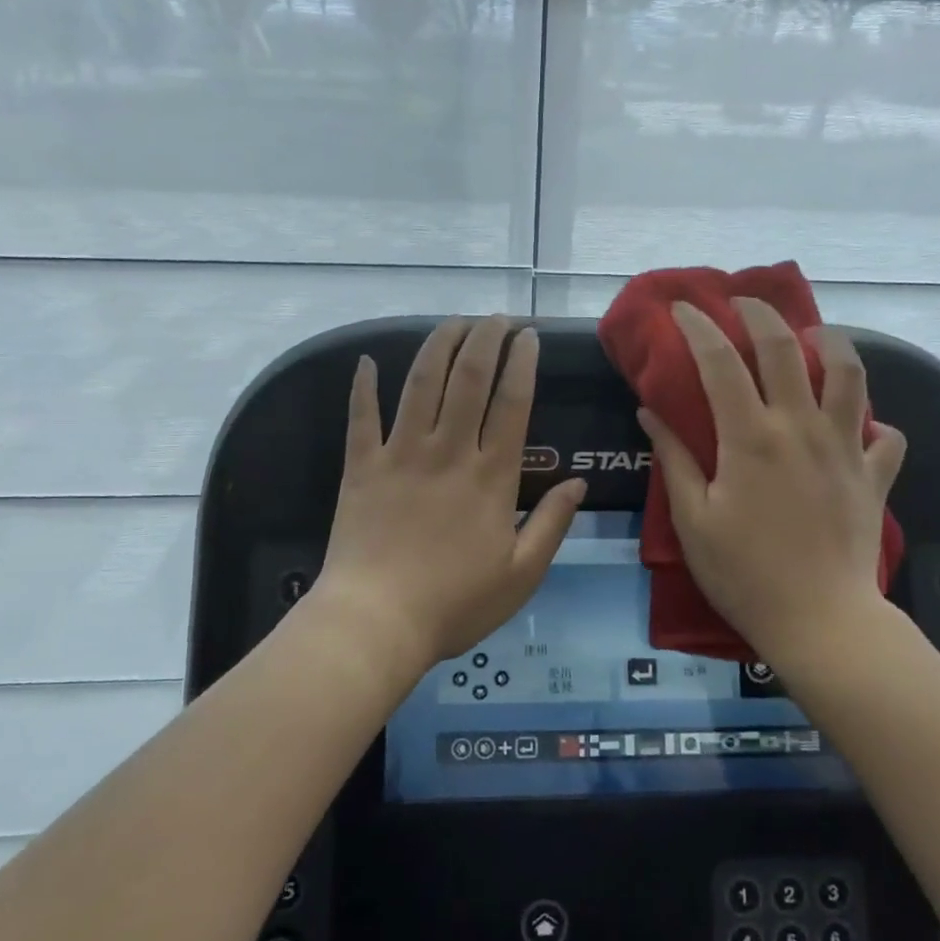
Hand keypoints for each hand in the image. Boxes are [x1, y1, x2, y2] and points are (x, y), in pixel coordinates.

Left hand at [311, 316, 587, 673]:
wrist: (376, 622)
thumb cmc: (455, 604)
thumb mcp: (522, 574)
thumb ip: (553, 524)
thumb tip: (578, 482)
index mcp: (491, 476)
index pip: (512, 403)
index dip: (522, 363)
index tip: (528, 336)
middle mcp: (448, 451)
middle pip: (468, 378)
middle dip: (485, 339)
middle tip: (496, 318)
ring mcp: (401, 454)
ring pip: (421, 383)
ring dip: (439, 345)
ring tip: (454, 322)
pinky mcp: (361, 467)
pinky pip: (361, 417)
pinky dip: (363, 387)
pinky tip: (366, 361)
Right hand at [637, 299, 905, 662]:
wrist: (821, 621)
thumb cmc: (744, 573)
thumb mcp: (693, 519)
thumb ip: (675, 459)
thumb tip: (650, 412)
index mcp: (751, 437)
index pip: (720, 362)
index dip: (698, 327)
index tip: (684, 308)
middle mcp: (801, 428)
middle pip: (786, 348)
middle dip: (761, 314)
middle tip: (743, 302)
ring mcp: (846, 448)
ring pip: (850, 374)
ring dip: (831, 343)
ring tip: (813, 337)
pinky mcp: (874, 475)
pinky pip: (887, 435)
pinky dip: (874, 422)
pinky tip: (858, 426)